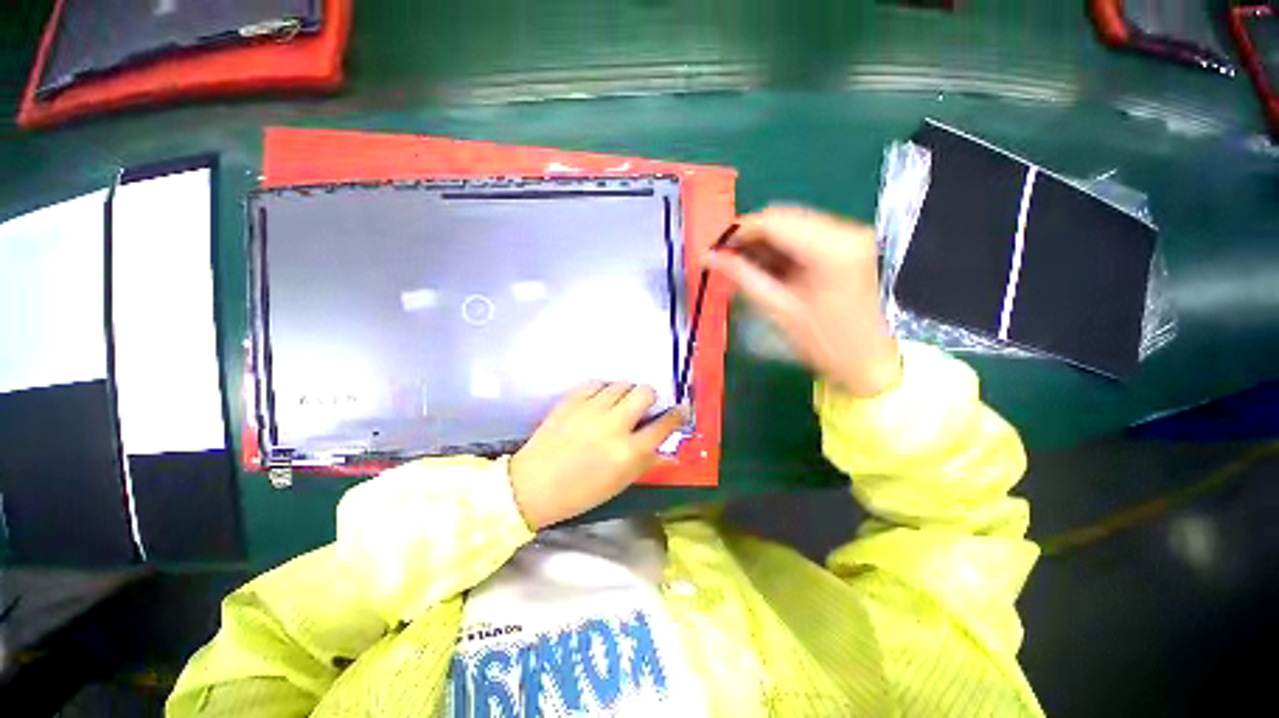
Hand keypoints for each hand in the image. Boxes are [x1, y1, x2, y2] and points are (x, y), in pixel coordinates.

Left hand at [509, 383, 683, 528]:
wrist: (533, 486)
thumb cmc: (579, 493)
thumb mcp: (619, 484)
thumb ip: (644, 462)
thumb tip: (664, 447)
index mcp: (628, 452)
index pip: (663, 425)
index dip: (676, 415)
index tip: (680, 409)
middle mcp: (613, 426)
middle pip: (644, 392)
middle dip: (648, 397)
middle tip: (641, 407)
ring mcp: (590, 410)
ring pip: (621, 384)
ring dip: (624, 393)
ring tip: (616, 405)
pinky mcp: (571, 400)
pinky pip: (596, 383)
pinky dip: (601, 391)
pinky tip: (596, 402)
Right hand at [705, 206, 901, 396]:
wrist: (866, 361)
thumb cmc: (824, 343)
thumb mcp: (779, 309)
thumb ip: (743, 276)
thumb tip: (710, 257)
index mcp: (832, 249)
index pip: (774, 221)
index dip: (738, 231)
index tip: (714, 247)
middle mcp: (846, 231)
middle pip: (783, 218)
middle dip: (749, 236)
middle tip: (724, 258)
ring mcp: (849, 235)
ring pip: (791, 224)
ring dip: (763, 242)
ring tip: (741, 265)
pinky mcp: (847, 244)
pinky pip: (803, 235)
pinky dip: (780, 248)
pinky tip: (765, 266)